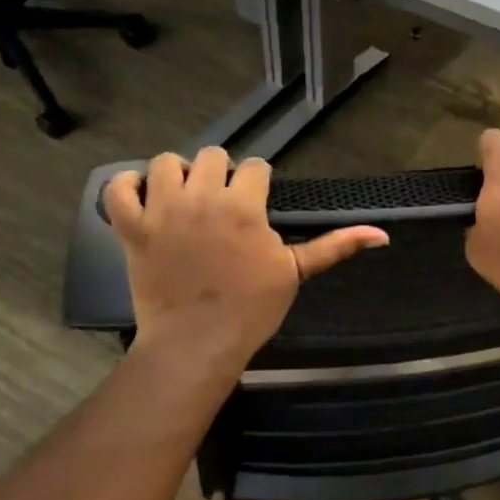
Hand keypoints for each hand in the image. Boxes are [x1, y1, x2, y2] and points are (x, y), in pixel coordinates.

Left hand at [103, 148, 387, 364]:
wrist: (197, 343)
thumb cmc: (252, 308)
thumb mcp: (295, 272)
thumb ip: (335, 246)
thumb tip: (382, 235)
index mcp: (244, 206)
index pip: (255, 168)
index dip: (257, 183)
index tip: (256, 203)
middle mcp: (202, 198)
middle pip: (212, 156)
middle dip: (221, 173)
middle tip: (222, 202)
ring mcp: (162, 211)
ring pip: (166, 162)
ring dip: (178, 174)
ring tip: (185, 198)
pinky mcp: (131, 228)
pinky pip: (117, 188)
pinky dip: (127, 186)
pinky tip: (143, 196)